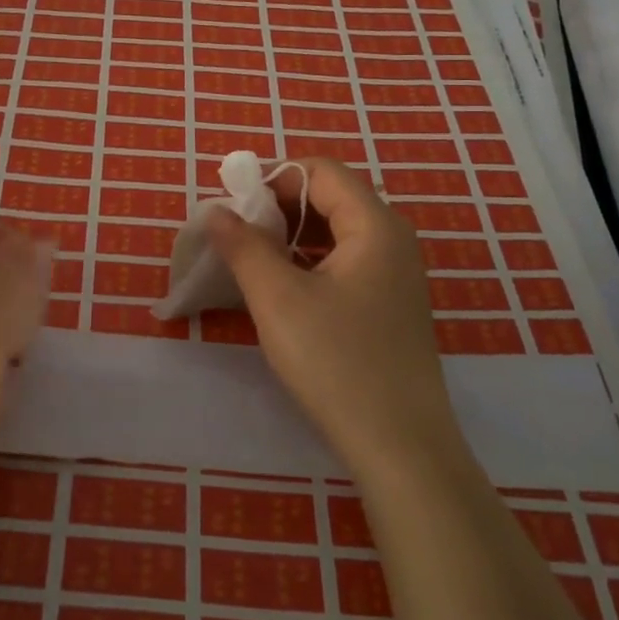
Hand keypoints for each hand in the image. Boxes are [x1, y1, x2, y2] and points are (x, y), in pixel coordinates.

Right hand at [206, 159, 465, 490]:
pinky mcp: (390, 306)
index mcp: (375, 225)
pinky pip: (346, 262)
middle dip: (279, 205)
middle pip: (331, 196)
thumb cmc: (337, 363)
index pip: (320, 171)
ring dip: (292, 235)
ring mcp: (396, 275)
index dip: (272, 177)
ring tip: (252, 258)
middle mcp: (393, 240)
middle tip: (236, 231)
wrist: (401, 448)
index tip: (231, 201)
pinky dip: (310, 261)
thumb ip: (244, 246)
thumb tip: (216, 211)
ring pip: (337, 232)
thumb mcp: (278, 299)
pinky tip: (283, 288)